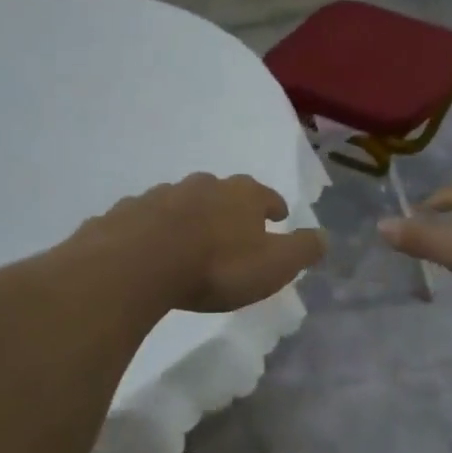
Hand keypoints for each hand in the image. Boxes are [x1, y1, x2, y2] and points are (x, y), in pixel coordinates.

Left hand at [84, 173, 326, 313]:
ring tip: (192, 239)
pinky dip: (154, 229)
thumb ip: (302, 250)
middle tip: (234, 227)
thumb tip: (325, 236)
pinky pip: (147, 219)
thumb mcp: (274, 265)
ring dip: (191, 216)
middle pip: (222, 192)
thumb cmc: (216, 266)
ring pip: (182, 202)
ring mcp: (160, 196)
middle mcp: (202, 186)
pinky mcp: (127, 213)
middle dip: (230, 207)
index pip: (265, 195)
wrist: (138, 264)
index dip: (273, 207)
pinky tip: (152, 248)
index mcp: (241, 195)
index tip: (277, 216)